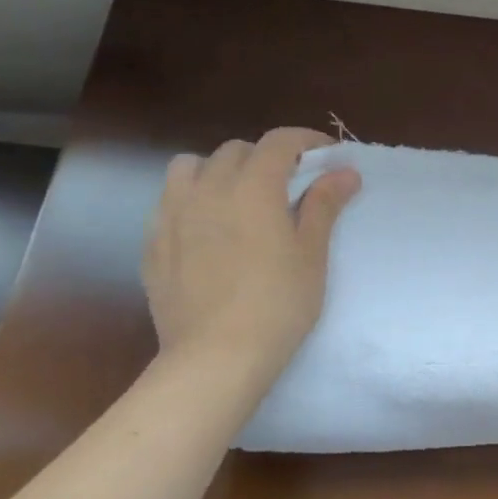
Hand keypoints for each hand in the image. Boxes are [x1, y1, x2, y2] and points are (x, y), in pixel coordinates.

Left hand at [143, 129, 360, 383]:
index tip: (326, 155)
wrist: (215, 358)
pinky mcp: (153, 244)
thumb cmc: (278, 303)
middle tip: (288, 183)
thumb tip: (344, 172)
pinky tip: (207, 231)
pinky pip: (169, 203)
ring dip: (218, 170)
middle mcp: (208, 189)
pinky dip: (191, 201)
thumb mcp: (312, 253)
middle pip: (235, 150)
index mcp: (253, 186)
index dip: (306, 140)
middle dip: (265, 156)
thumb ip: (324, 204)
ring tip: (237, 197)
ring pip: (190, 167)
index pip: (279, 141)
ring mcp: (173, 215)